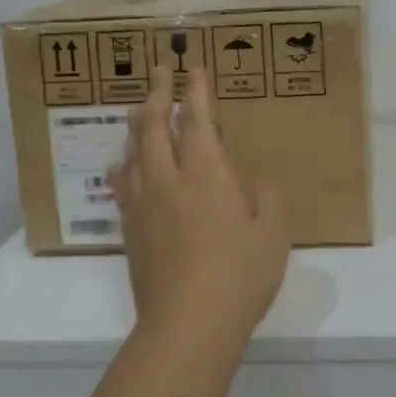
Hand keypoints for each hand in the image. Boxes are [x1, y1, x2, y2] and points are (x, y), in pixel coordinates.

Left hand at [109, 68, 290, 356]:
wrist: (187, 327)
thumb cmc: (239, 276)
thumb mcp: (273, 233)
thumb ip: (267, 197)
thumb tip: (251, 181)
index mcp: (206, 174)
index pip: (198, 120)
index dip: (196, 92)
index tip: (193, 70)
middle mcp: (168, 180)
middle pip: (155, 126)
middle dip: (159, 95)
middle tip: (160, 72)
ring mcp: (144, 205)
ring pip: (134, 151)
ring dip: (138, 124)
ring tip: (139, 108)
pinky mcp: (131, 231)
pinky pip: (123, 184)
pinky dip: (124, 164)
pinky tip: (122, 166)